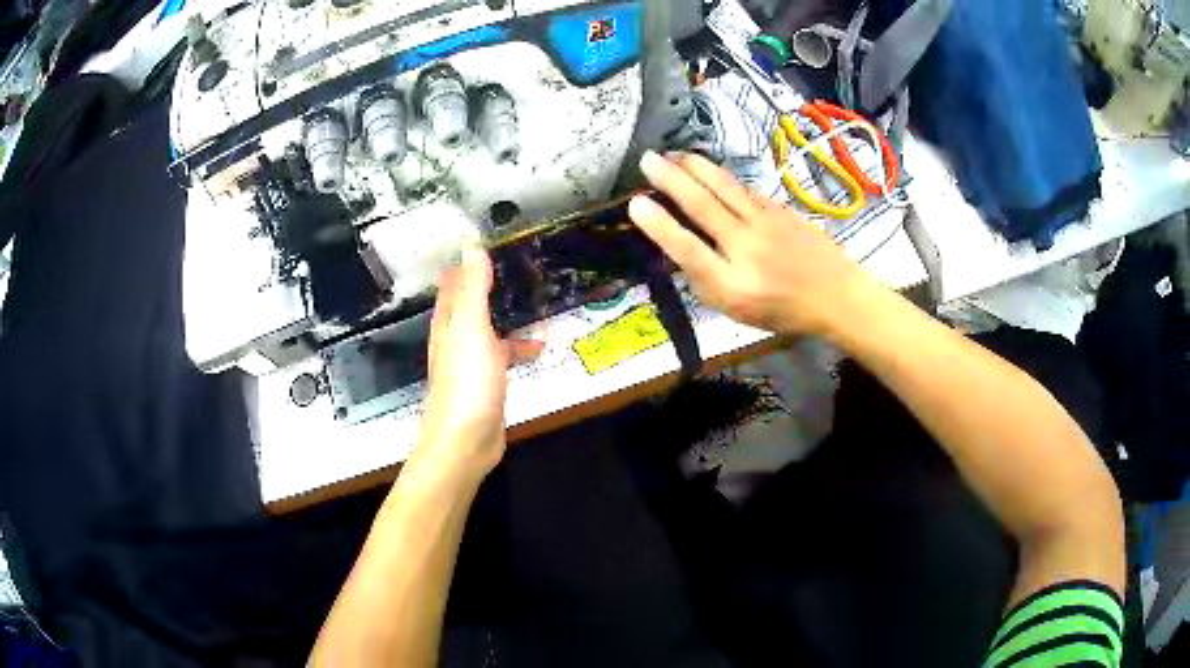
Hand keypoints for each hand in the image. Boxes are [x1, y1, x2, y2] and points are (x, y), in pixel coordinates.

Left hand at [417, 246, 542, 477]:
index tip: (490, 241)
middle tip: (519, 263)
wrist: (465, 442)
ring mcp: (471, 362)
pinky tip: (540, 347)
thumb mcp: (472, 329)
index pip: (454, 283)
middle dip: (489, 283)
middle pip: (471, 303)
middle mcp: (456, 338)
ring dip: (507, 313)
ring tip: (535, 298)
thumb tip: (472, 246)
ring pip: (489, 327)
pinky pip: (503, 354)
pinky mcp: (486, 383)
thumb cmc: (467, 382)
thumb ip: (473, 289)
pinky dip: (519, 346)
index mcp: (449, 322)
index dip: (467, 262)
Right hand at [628, 150, 876, 337]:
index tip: (636, 203)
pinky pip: (743, 188)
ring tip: (671, 155)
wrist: (836, 294)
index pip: (688, 250)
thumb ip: (705, 282)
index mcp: (732, 285)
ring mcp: (767, 224)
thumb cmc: (783, 310)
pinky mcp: (780, 209)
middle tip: (647, 159)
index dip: (660, 226)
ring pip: (724, 187)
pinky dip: (720, 176)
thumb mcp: (736, 312)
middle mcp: (747, 249)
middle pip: (703, 206)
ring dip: (694, 167)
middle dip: (671, 179)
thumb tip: (678, 249)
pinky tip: (706, 169)